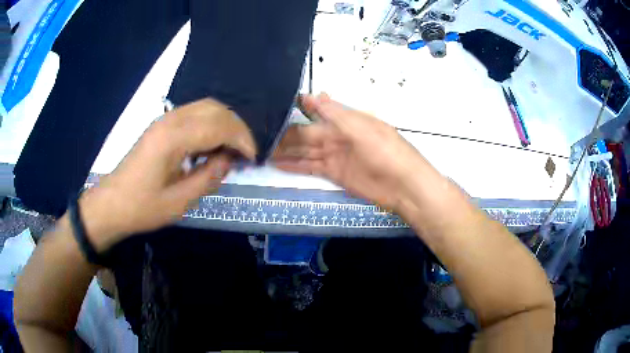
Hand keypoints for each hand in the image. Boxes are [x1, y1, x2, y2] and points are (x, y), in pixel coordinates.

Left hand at [78, 98, 256, 250]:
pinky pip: (195, 113)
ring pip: (206, 107)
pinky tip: (211, 144)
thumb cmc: (143, 207)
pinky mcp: (162, 125)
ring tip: (232, 148)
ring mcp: (165, 119)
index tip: (253, 158)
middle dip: (237, 128)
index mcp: (173, 138)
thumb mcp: (179, 202)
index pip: (219, 126)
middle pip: (216, 109)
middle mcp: (171, 120)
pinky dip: (211, 124)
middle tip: (246, 153)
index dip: (242, 139)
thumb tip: (229, 160)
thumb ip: (208, 177)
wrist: (112, 204)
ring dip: (225, 123)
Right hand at [273, 94, 426, 211]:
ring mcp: (335, 156)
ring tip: (262, 149)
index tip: (274, 106)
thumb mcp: (362, 128)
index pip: (317, 111)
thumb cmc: (386, 151)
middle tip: (259, 133)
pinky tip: (277, 164)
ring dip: (285, 150)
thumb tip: (316, 95)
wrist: (403, 185)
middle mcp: (337, 136)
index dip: (298, 108)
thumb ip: (336, 114)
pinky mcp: (334, 174)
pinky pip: (310, 167)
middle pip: (306, 134)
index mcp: (345, 121)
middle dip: (285, 134)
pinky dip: (294, 165)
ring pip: (305, 151)